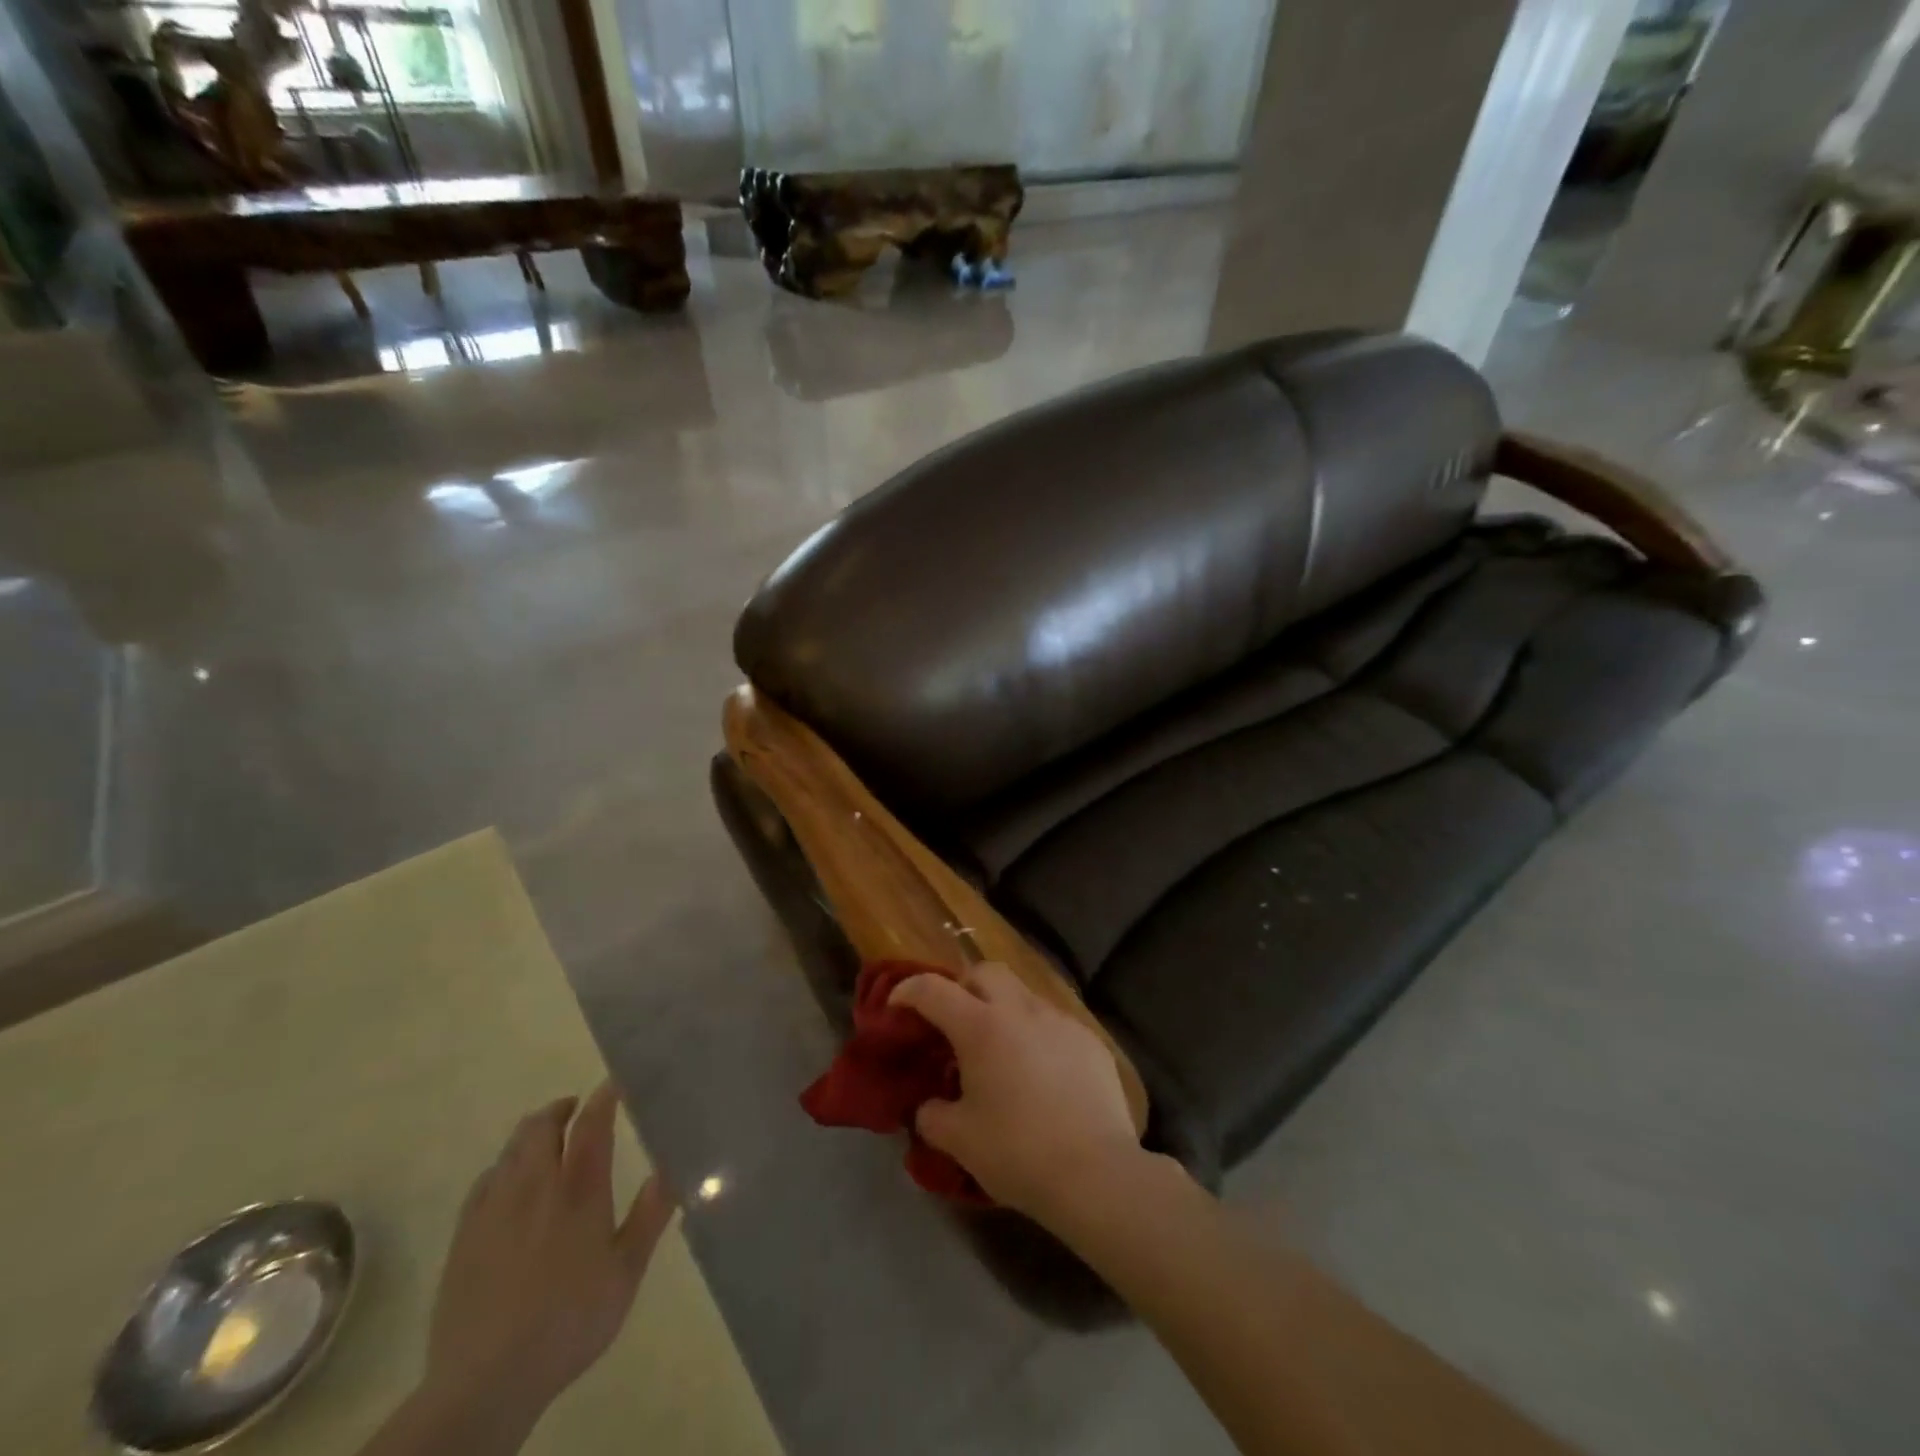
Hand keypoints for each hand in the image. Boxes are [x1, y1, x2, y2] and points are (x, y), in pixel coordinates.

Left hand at [421, 1083, 675, 1429]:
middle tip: (576, 1109)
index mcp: (579, 1190)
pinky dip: (503, 1167)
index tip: (615, 1085)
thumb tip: (672, 1166)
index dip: (604, 1098)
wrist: (486, 1381)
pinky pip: (485, 1181)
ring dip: (531, 1135)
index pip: (591, 1124)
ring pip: (510, 1149)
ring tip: (546, 1141)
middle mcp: (535, 1186)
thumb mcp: (626, 1271)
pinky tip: (509, 1184)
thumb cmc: (570, 1321)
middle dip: (559, 1110)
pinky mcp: (464, 1235)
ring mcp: (494, 1208)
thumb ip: (651, 1214)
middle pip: (541, 1126)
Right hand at [889, 963, 1144, 1227]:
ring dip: (1003, 1010)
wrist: (1096, 1173)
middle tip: (954, 1022)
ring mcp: (1060, 1021)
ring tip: (1000, 1051)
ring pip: (1023, 995)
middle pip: (984, 972)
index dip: (908, 990)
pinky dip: (1036, 1035)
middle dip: (963, 987)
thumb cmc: (1018, 1153)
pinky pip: (1054, 1023)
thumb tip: (928, 1107)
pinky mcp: (1090, 1040)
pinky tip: (1040, 1073)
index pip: (933, 989)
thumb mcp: (959, 1140)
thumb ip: (933, 1116)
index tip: (896, 1005)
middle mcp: (1020, 1010)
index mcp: (981, 1027)